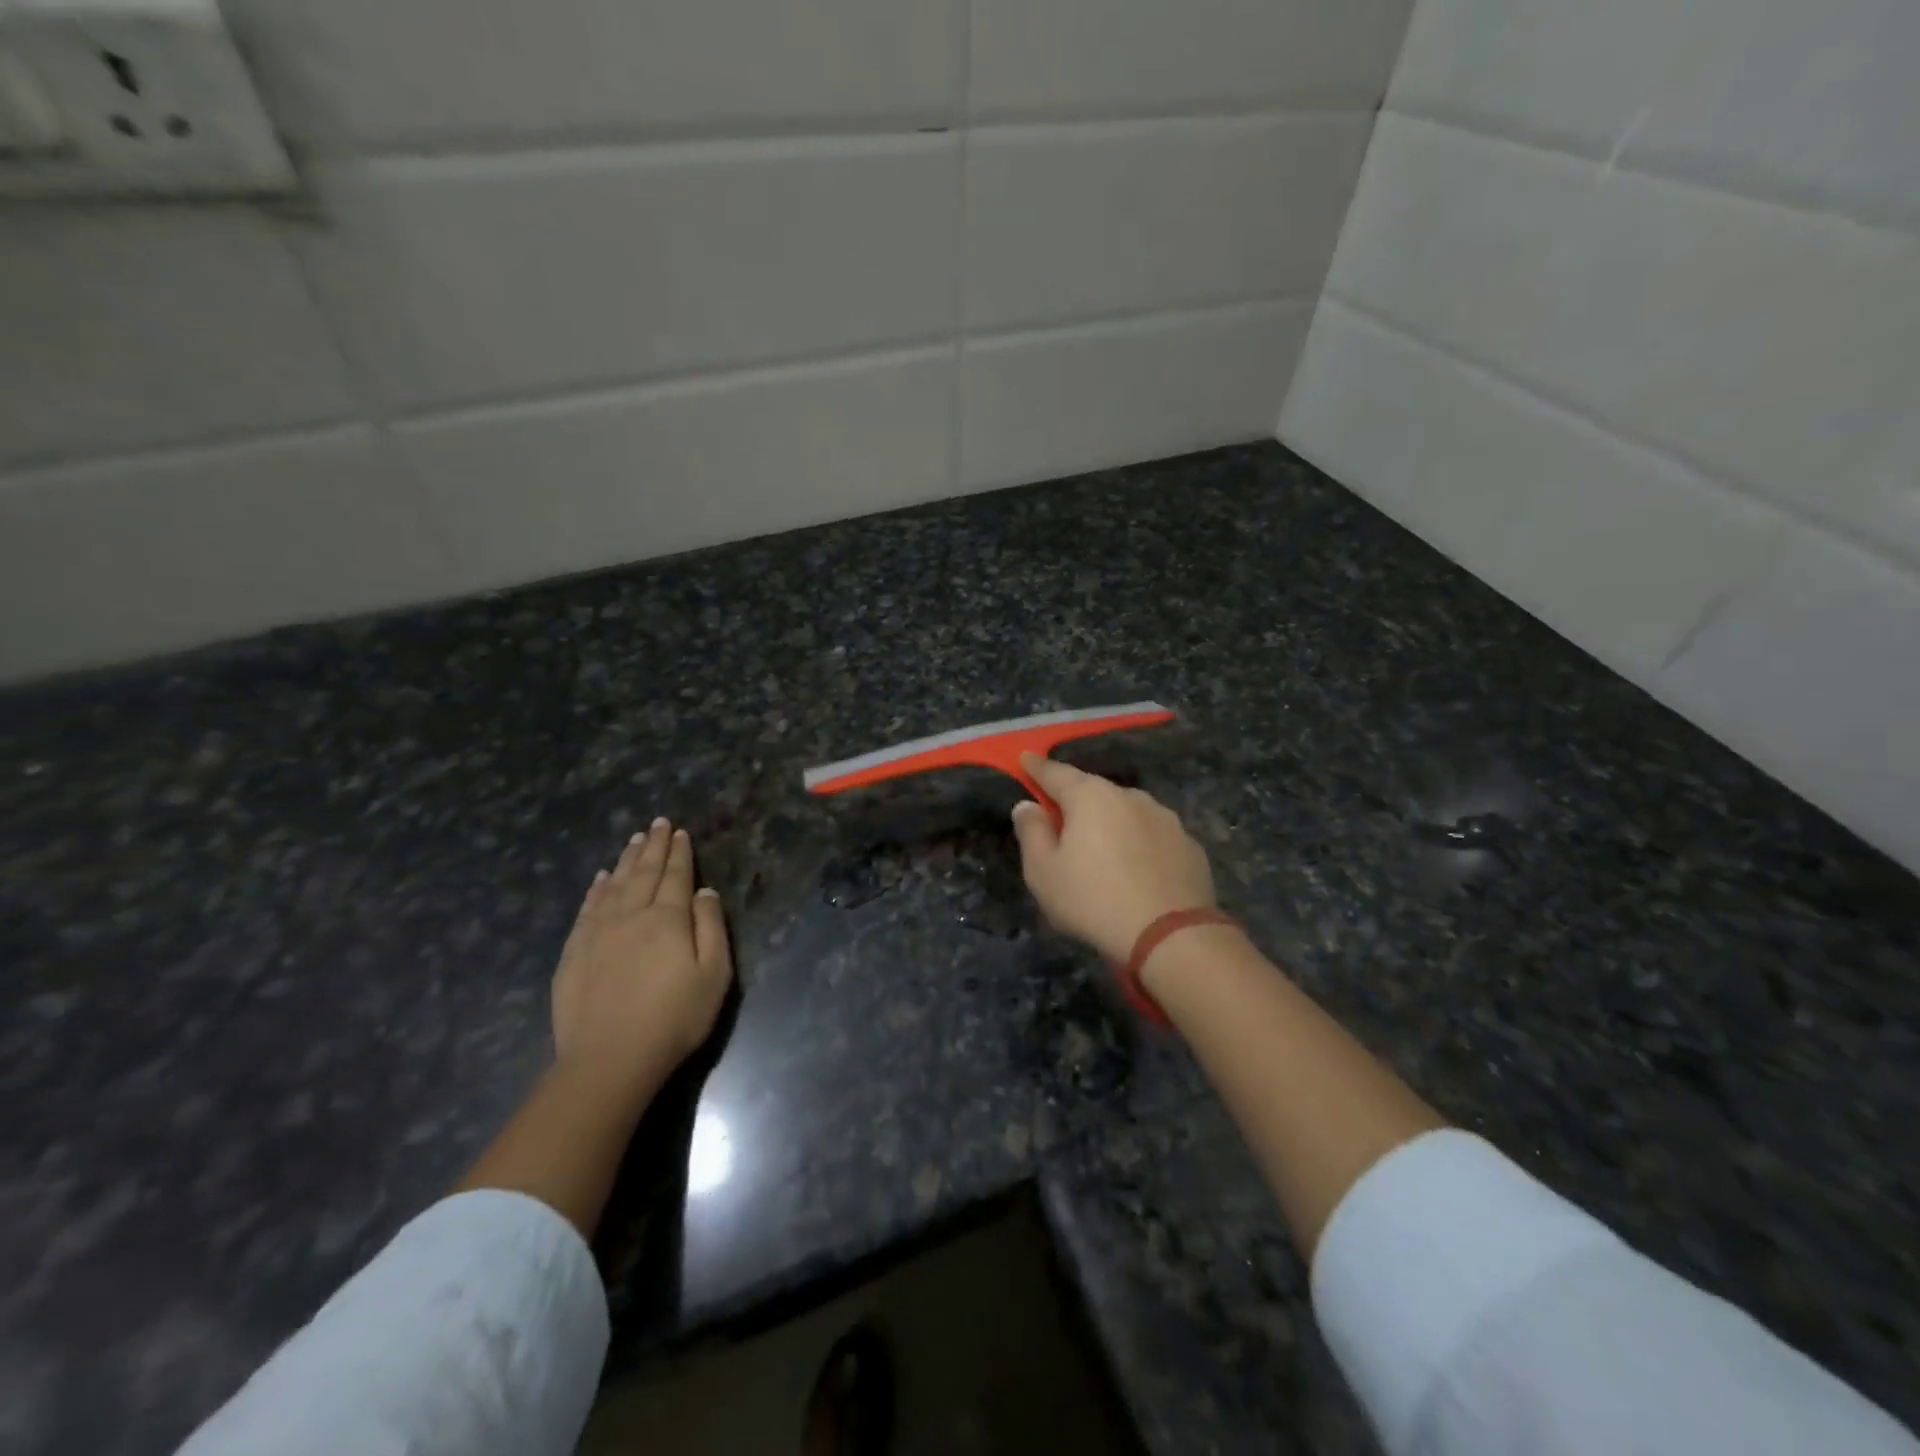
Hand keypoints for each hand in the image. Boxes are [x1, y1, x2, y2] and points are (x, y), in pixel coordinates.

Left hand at [552, 818, 733, 1079]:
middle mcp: (631, 915)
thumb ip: (711, 927)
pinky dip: (596, 889)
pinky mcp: (574, 953)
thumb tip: (705, 891)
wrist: (610, 1060)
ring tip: (634, 840)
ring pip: (614, 885)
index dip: (680, 853)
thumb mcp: (714, 974)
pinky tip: (601, 878)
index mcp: (668, 919)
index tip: (680, 832)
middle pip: (644, 873)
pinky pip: (587, 908)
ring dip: (626, 860)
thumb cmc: (674, 1018)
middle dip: (654, 847)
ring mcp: (597, 933)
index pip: (676, 876)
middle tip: (658, 824)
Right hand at [1010, 753, 1216, 963]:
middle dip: (1076, 801)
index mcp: (1090, 797)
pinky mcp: (1189, 844)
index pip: (1056, 773)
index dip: (1037, 767)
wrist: (1171, 937)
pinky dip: (1139, 844)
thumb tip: (1027, 805)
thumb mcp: (1043, 872)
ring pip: (1126, 812)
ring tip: (1102, 850)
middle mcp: (1130, 796)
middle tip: (1062, 818)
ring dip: (1111, 823)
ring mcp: (1165, 818)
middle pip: (1094, 791)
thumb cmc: (1094, 900)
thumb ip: (1032, 833)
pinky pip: (1152, 836)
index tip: (1025, 758)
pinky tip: (1137, 870)